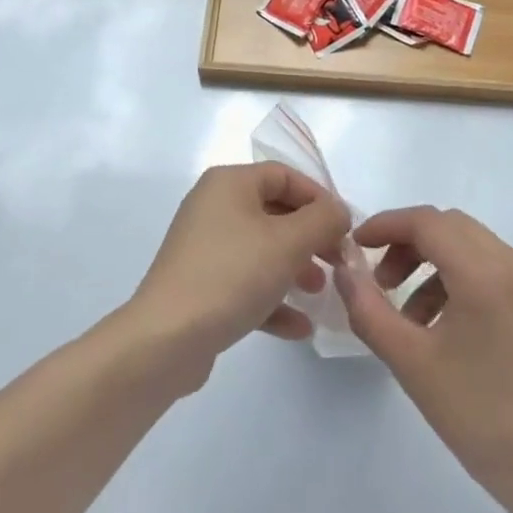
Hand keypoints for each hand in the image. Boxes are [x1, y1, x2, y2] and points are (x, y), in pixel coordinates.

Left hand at [126, 163, 350, 385]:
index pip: (283, 175)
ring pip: (261, 249)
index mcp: (229, 183)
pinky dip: (272, 299)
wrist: (167, 337)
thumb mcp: (288, 242)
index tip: (345, 228)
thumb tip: (338, 210)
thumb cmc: (232, 274)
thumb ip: (322, 220)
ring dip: (295, 268)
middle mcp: (213, 206)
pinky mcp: (201, 285)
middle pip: (274, 212)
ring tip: (320, 292)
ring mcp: (204, 247)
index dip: (319, 197)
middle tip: (338, 262)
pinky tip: (300, 327)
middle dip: (310, 237)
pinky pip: (245, 282)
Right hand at [334, 207, 512, 512]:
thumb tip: (344, 267)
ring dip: (438, 266)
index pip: (427, 222)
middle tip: (384, 281)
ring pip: (478, 249)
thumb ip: (368, 307)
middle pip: (453, 229)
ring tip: (416, 317)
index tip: (358, 246)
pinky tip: (457, 329)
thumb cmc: (484, 421)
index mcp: (488, 275)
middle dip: (410, 245)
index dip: (387, 226)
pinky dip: (470, 282)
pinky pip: (504, 274)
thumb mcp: (411, 364)